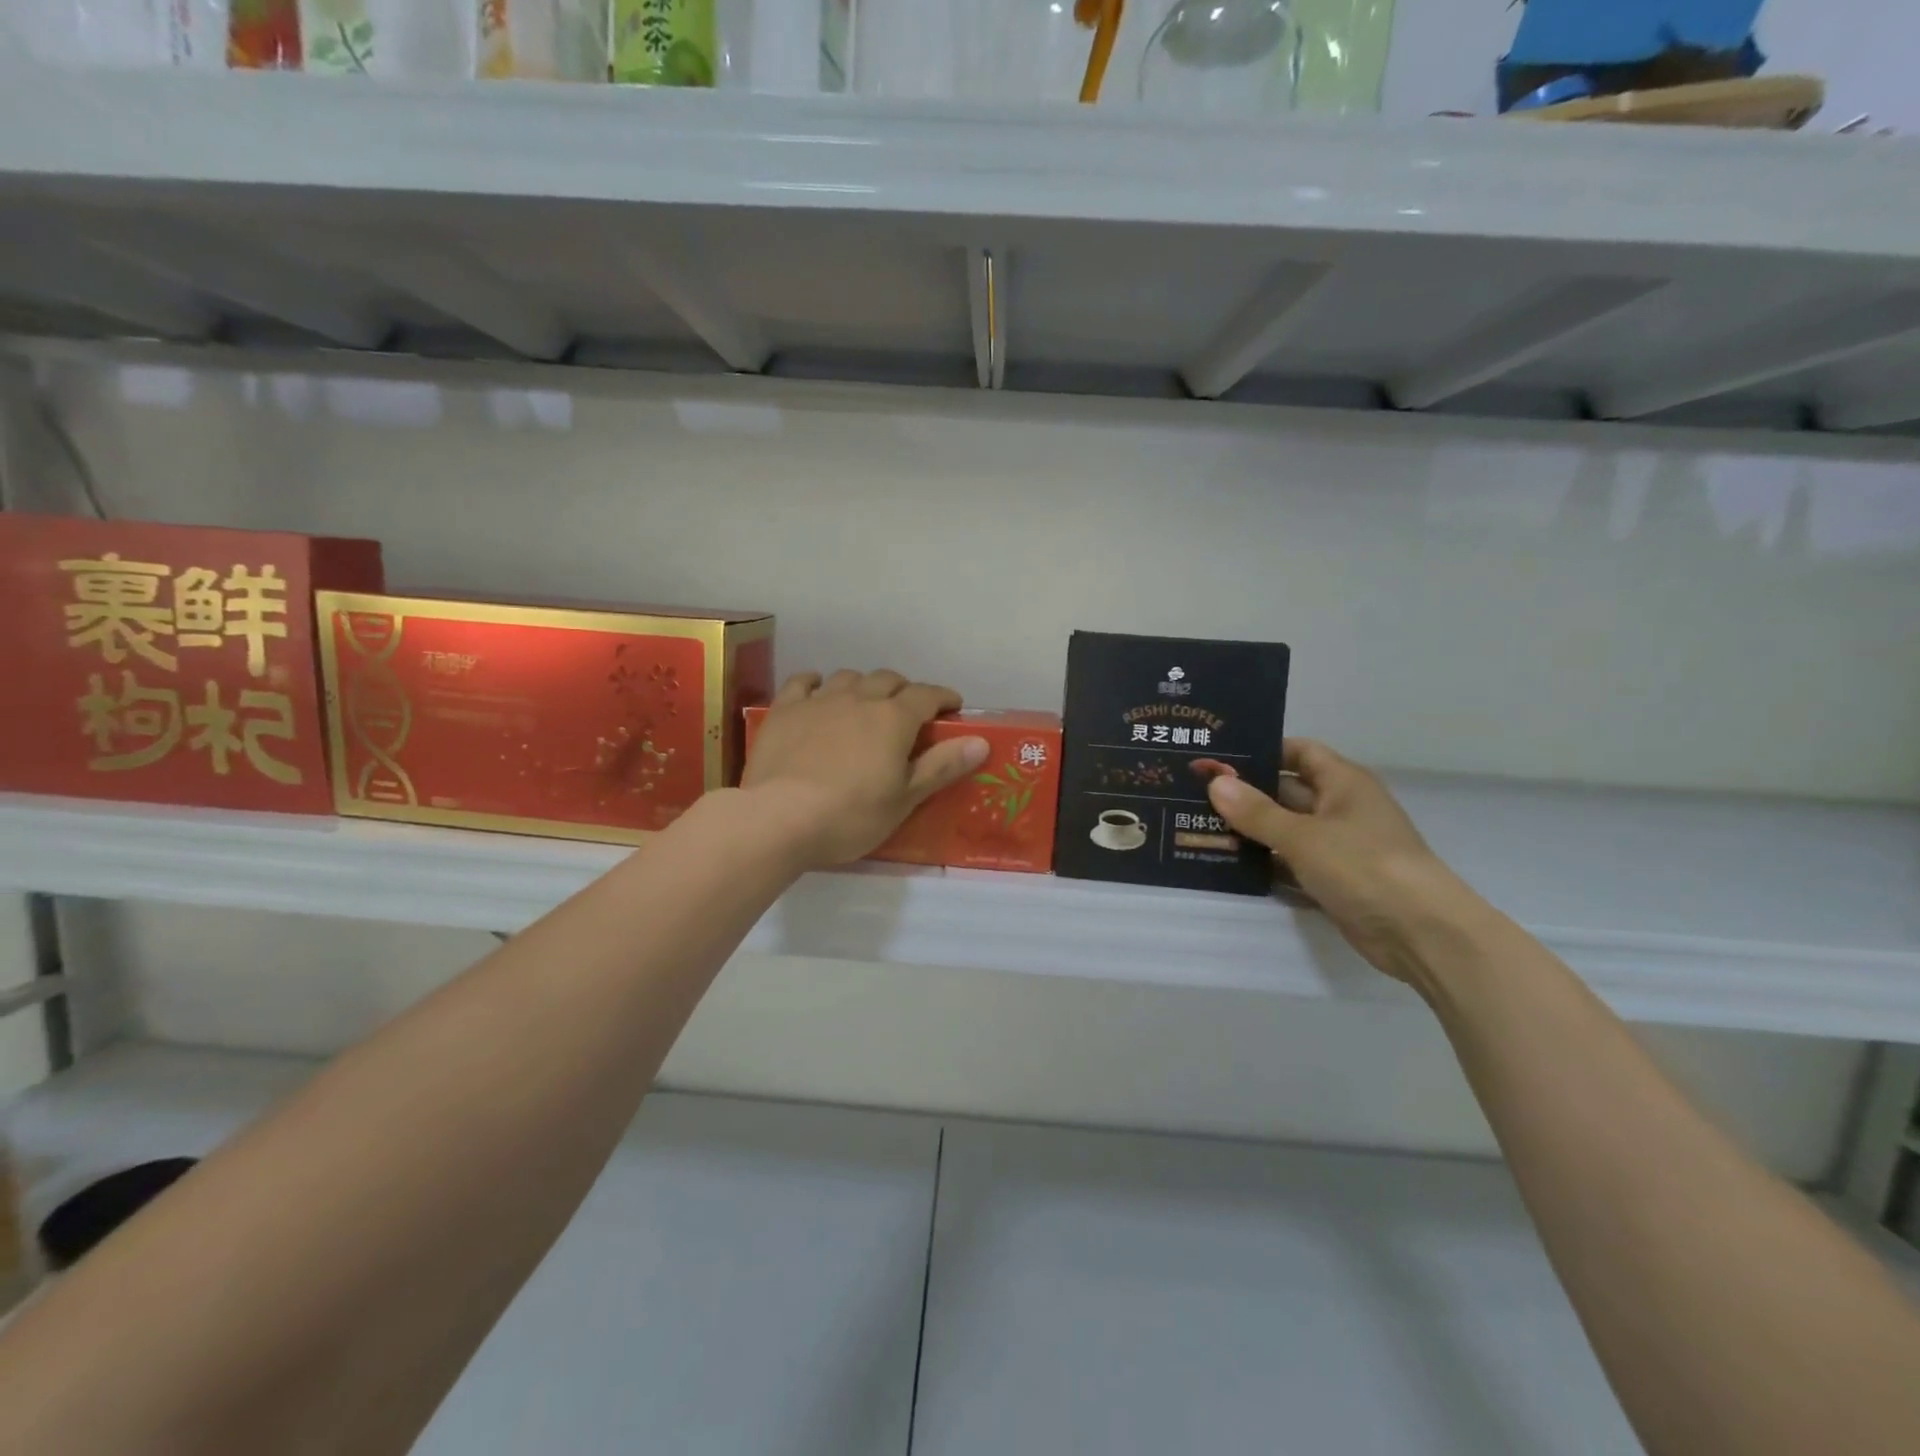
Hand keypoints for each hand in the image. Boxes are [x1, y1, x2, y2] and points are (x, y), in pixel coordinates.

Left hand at [740, 670, 989, 869]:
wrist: (779, 818)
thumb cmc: (851, 815)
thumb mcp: (904, 798)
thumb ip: (941, 766)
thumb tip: (981, 741)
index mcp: (893, 718)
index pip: (927, 695)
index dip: (943, 697)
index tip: (953, 707)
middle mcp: (859, 698)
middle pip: (887, 679)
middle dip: (904, 690)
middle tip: (908, 711)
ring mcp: (819, 701)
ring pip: (848, 677)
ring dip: (863, 685)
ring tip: (865, 703)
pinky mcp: (785, 710)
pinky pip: (804, 682)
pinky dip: (817, 683)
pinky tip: (818, 692)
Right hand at [1207, 740, 1483, 983]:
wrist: (1420, 934)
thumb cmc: (1363, 866)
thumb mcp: (1302, 836)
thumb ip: (1256, 811)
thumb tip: (1216, 783)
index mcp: (1343, 783)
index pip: (1299, 751)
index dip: (1262, 750)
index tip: (1219, 757)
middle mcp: (1341, 808)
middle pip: (1286, 791)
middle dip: (1245, 793)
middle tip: (1194, 793)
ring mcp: (1338, 847)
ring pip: (1285, 830)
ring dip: (1250, 831)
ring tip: (1198, 827)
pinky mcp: (1333, 881)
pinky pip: (1291, 864)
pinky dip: (1264, 864)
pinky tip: (1226, 865)